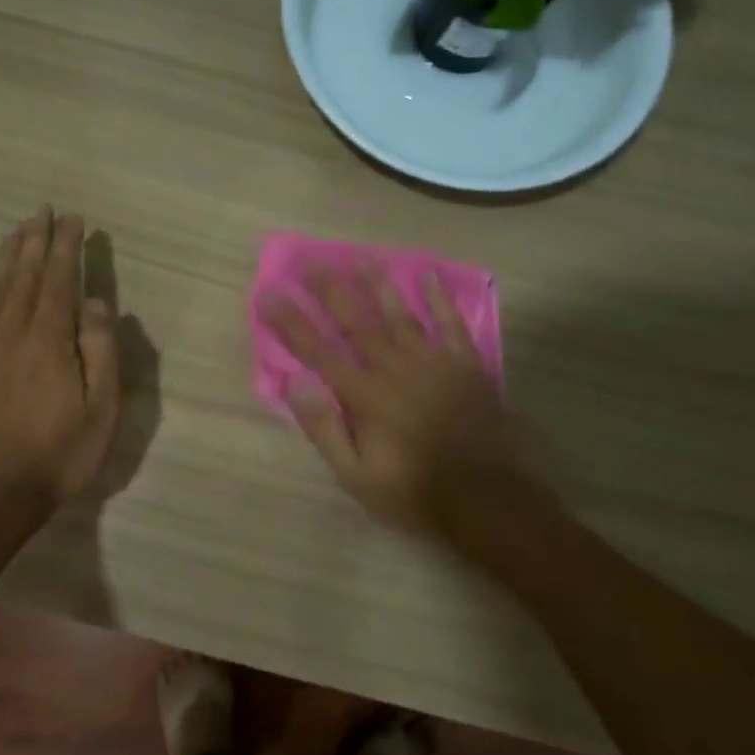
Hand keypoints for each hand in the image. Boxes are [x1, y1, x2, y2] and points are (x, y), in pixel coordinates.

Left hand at [0, 209, 119, 505]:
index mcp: (49, 340)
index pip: (58, 280)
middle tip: (42, 211)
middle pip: (22, 276)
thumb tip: (98, 302)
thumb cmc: (61, 451)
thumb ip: (101, 350)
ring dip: (5, 257)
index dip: (65, 247)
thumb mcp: (101, 408)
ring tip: (14, 231)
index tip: (72, 219)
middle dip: (35, 240)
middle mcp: (11, 333)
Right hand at [263, 269, 516, 536]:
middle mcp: (393, 368)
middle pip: (356, 321)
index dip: (290, 321)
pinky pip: (451, 324)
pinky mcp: (465, 366)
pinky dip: (439, 299)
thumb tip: (296, 382)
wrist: (485, 498)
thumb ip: (324, 427)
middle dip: (331, 289)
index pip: (317, 350)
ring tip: (360, 256)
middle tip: (312, 260)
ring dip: (378, 283)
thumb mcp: (355, 475)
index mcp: (363, 395)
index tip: (269, 293)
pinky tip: (428, 276)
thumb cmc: (413, 491)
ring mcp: (433, 362)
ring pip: (399, 314)